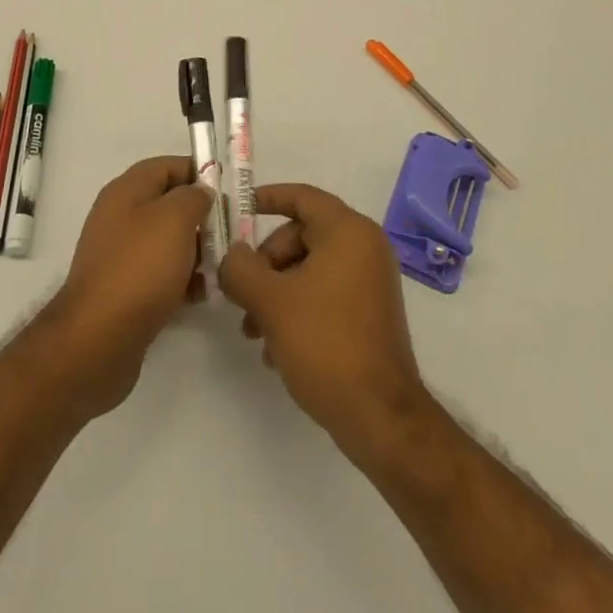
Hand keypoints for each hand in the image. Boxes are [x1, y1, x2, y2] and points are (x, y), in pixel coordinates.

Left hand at [48, 155, 210, 416]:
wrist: (99, 338)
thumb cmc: (140, 267)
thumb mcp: (174, 218)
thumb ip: (193, 197)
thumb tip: (200, 192)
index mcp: (126, 191)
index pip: (166, 165)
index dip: (198, 170)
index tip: (229, 188)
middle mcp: (121, 217)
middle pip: (169, 204)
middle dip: (203, 214)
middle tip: (234, 230)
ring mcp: (122, 255)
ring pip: (168, 241)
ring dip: (198, 249)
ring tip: (226, 264)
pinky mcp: (126, 289)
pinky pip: (162, 274)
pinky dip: (185, 279)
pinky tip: (206, 292)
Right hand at [217, 183, 430, 463]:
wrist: (380, 416)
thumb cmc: (325, 343)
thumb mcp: (271, 302)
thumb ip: (241, 269)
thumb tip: (232, 255)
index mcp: (348, 232)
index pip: (302, 196)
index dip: (267, 198)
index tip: (237, 208)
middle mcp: (364, 247)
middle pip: (301, 235)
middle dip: (265, 262)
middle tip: (240, 292)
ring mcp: (370, 281)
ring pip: (309, 268)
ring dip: (276, 292)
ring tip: (252, 331)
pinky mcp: (369, 313)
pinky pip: (324, 293)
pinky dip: (297, 309)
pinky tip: (275, 348)